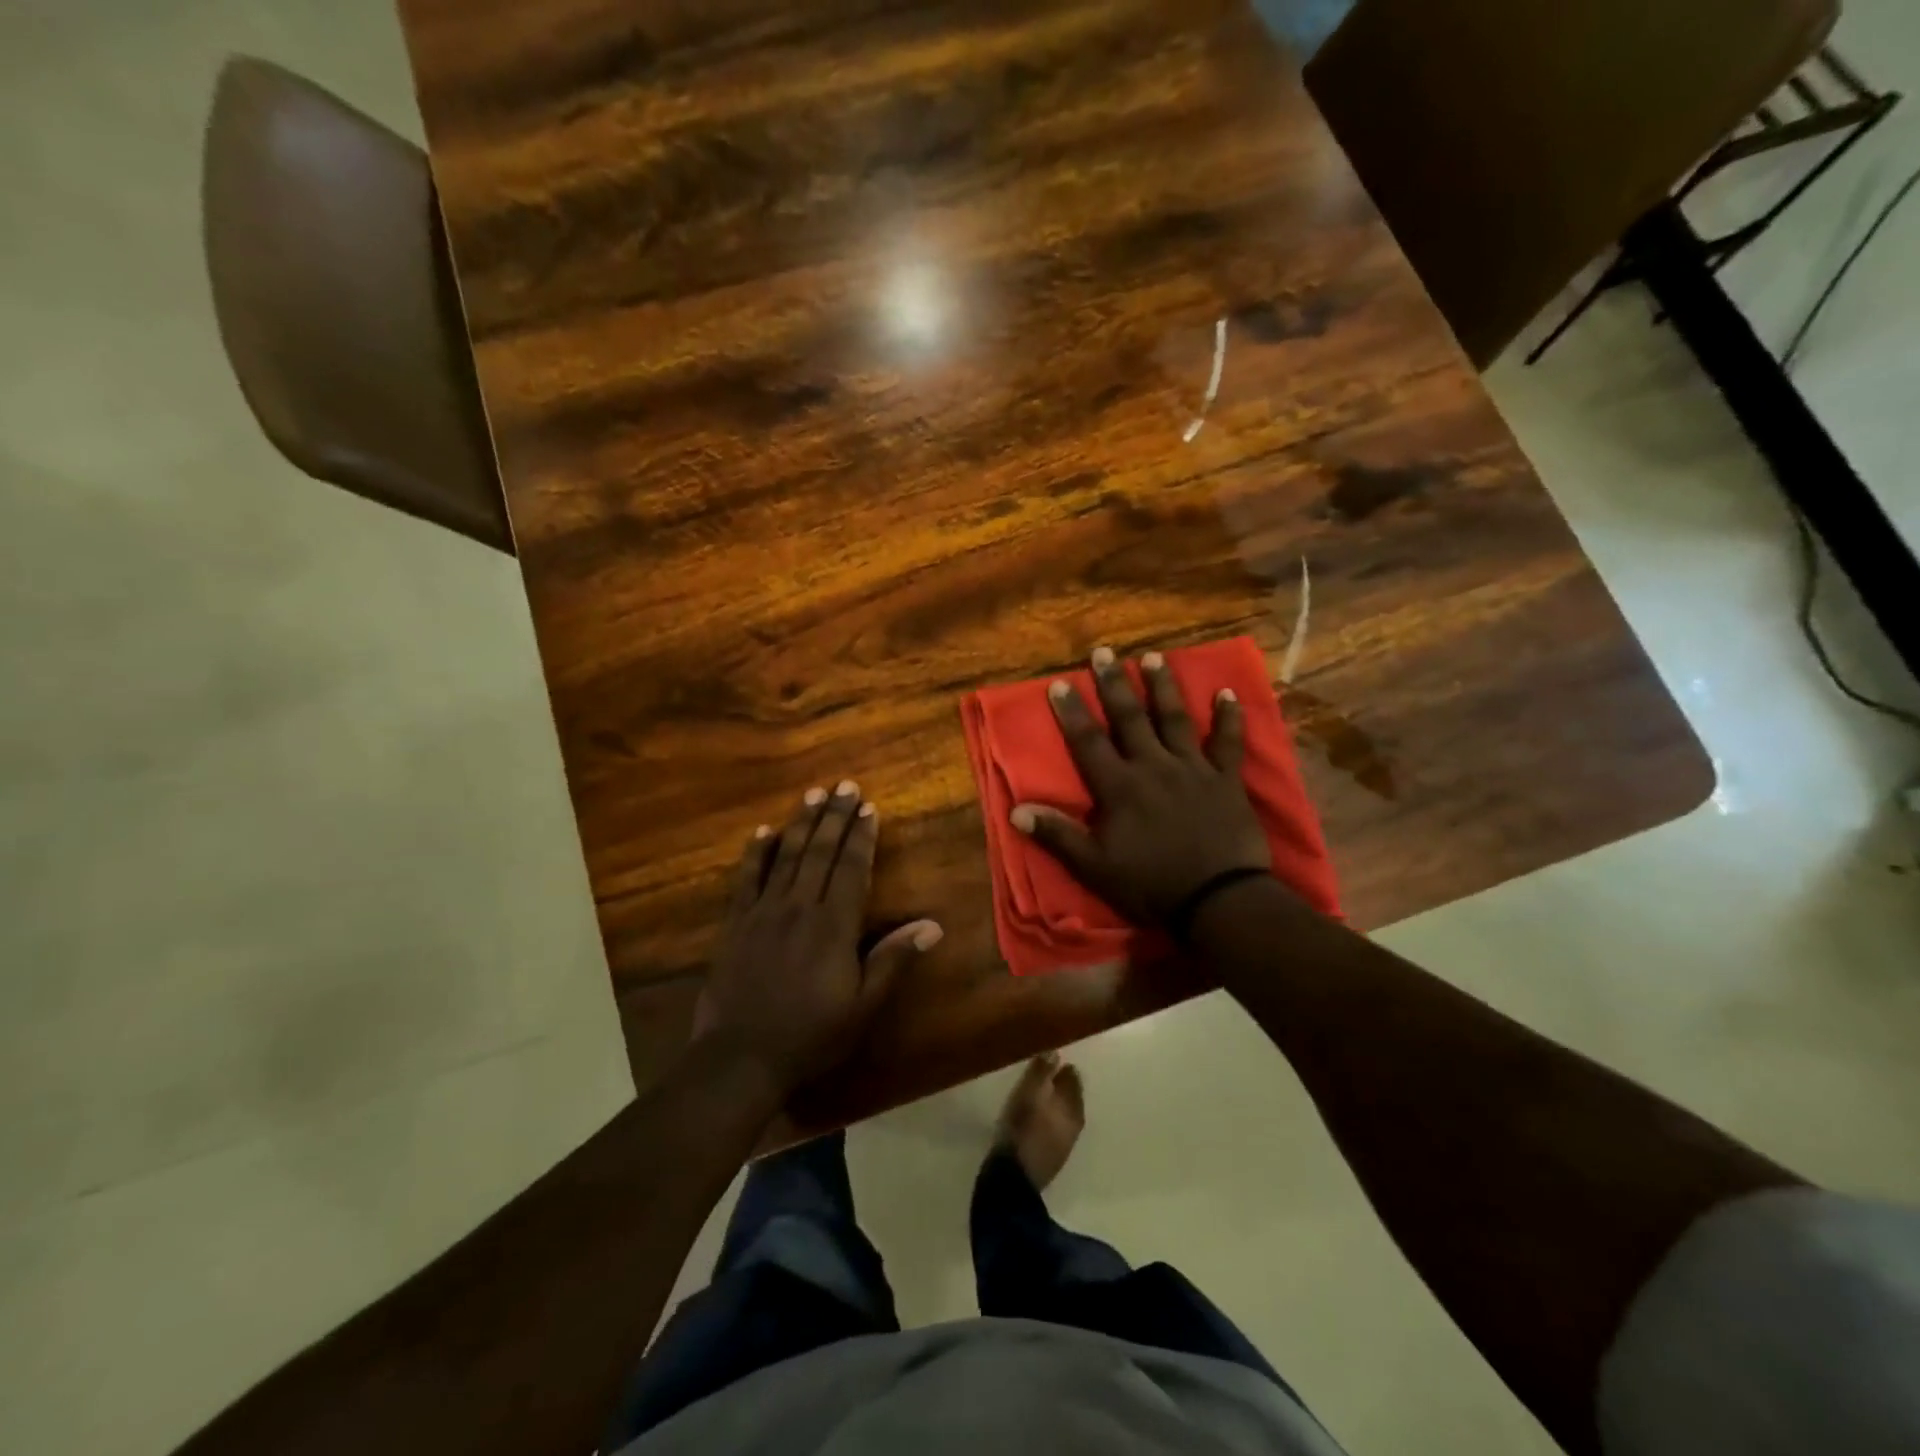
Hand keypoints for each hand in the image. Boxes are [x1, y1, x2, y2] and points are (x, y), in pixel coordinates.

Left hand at [693, 782, 942, 1096]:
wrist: (740, 1058)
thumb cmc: (810, 1035)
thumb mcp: (862, 1006)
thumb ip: (893, 961)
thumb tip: (932, 925)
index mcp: (833, 926)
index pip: (851, 868)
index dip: (860, 836)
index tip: (868, 807)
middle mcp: (799, 907)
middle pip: (819, 852)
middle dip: (834, 816)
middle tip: (844, 785)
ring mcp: (763, 912)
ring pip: (785, 856)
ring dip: (801, 823)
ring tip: (813, 794)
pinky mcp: (735, 923)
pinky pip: (747, 878)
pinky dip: (756, 852)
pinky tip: (763, 831)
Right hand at [1010, 646, 1270, 925]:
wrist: (1218, 900)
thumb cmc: (1151, 885)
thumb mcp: (1094, 867)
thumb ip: (1057, 835)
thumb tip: (1016, 811)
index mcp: (1120, 787)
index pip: (1088, 742)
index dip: (1072, 712)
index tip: (1060, 683)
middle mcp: (1154, 766)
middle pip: (1130, 718)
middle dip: (1114, 684)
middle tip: (1104, 652)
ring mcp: (1193, 769)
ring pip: (1175, 719)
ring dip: (1163, 687)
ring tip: (1153, 657)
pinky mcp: (1226, 780)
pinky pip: (1228, 743)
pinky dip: (1229, 717)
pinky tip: (1227, 692)